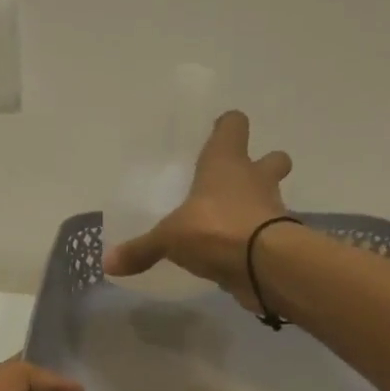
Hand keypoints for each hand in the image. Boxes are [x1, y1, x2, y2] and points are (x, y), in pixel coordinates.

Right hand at [103, 110, 293, 305]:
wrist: (265, 264)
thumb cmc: (214, 229)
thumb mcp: (168, 239)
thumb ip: (141, 249)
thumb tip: (108, 262)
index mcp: (225, 163)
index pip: (233, 126)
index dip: (226, 127)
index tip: (217, 133)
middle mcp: (254, 179)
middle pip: (272, 158)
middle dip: (262, 164)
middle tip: (238, 181)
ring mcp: (273, 208)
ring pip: (272, 196)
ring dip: (259, 204)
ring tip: (233, 221)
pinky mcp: (281, 239)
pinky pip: (268, 232)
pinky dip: (256, 239)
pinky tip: (237, 252)